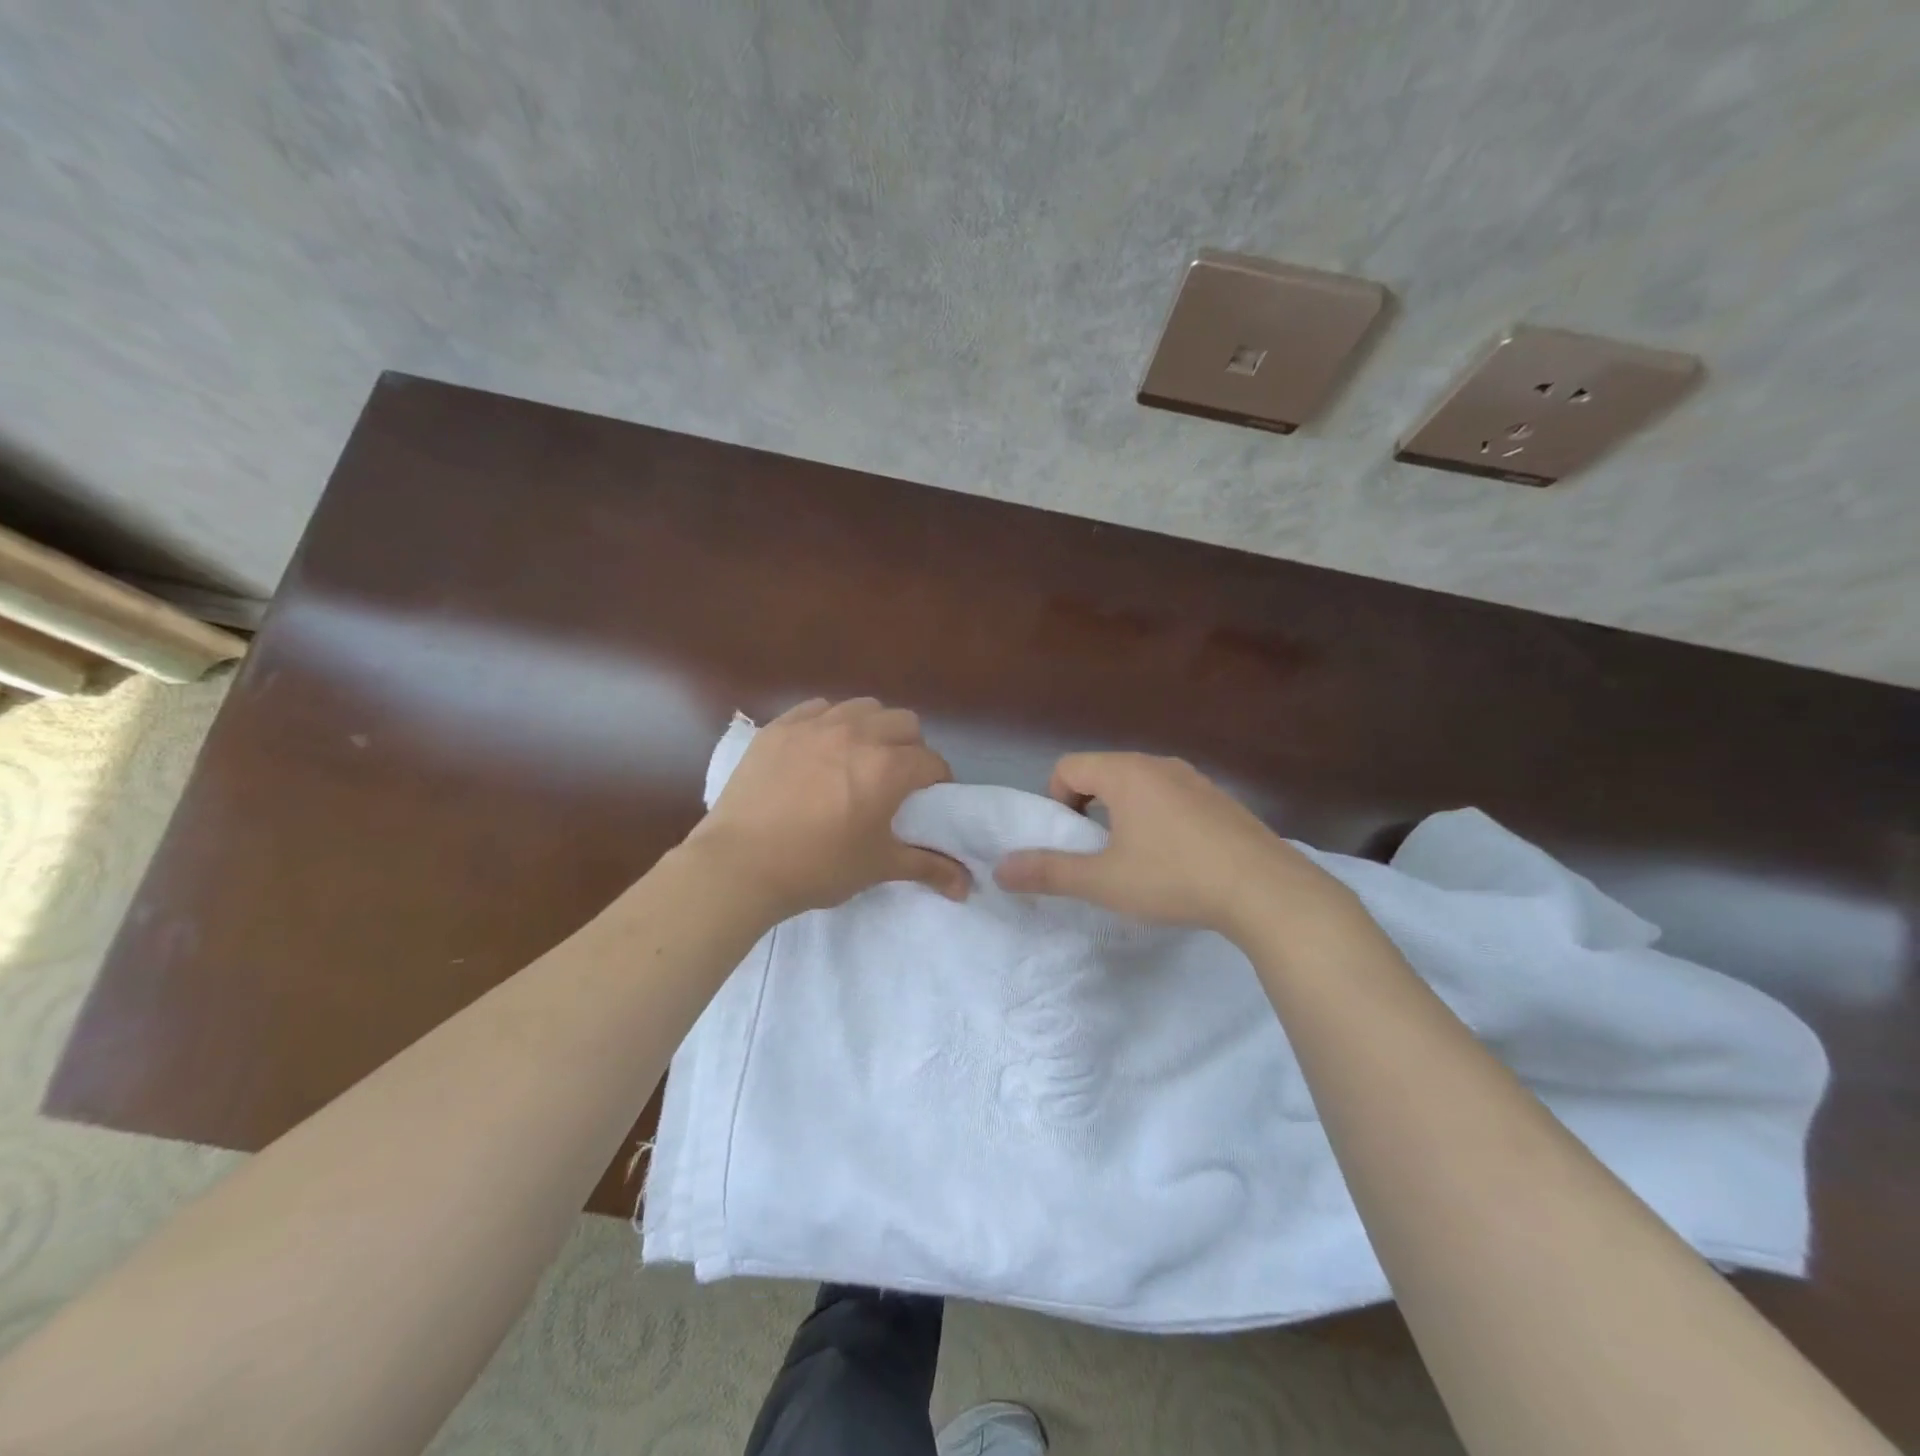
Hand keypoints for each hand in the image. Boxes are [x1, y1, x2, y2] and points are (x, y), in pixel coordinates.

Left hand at [685, 697, 971, 919]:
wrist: (739, 865)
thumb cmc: (817, 867)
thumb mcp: (877, 867)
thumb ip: (927, 867)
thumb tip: (967, 887)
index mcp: (887, 768)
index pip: (932, 762)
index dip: (937, 781)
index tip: (928, 800)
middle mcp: (857, 735)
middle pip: (904, 722)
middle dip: (910, 747)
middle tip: (895, 778)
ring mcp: (815, 725)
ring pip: (863, 707)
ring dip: (873, 727)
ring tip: (859, 757)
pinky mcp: (780, 727)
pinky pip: (818, 707)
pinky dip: (830, 721)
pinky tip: (820, 748)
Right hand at [993, 752, 1345, 938]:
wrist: (1267, 892)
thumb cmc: (1174, 878)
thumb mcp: (1103, 881)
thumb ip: (1049, 872)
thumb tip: (1001, 869)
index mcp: (1126, 773)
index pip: (1068, 767)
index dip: (1056, 801)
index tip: (1071, 841)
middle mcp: (1159, 765)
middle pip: (1104, 773)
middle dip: (1089, 807)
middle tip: (1098, 852)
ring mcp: (1196, 779)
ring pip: (1141, 785)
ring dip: (1125, 813)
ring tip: (1137, 858)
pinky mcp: (1222, 800)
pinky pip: (1173, 797)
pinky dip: (1160, 819)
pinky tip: (1178, 859)